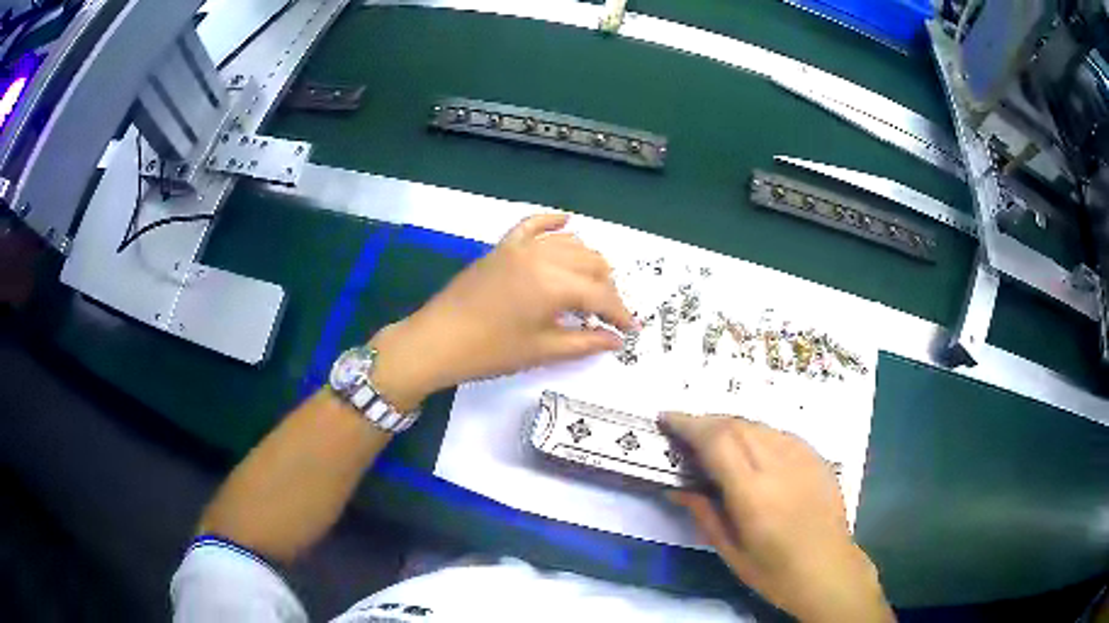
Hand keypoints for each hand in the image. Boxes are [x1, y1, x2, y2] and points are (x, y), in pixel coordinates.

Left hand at [370, 214, 633, 410]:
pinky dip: (552, 222)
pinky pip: (532, 225)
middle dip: (606, 289)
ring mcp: (520, 247)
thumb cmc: (490, 351)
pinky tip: (567, 221)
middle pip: (591, 264)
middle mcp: (543, 257)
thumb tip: (616, 340)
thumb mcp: (542, 350)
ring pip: (568, 244)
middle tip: (607, 315)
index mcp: (555, 284)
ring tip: (592, 285)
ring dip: (587, 261)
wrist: (437, 341)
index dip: (619, 313)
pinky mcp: (502, 247)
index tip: (630, 331)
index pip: (601, 295)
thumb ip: (584, 342)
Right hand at [663, 413, 893, 622]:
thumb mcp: (730, 550)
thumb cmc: (774, 571)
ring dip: (729, 425)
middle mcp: (779, 464)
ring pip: (758, 424)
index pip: (717, 441)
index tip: (666, 419)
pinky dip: (755, 433)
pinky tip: (749, 449)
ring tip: (712, 439)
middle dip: (705, 421)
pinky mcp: (816, 456)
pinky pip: (778, 433)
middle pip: (736, 425)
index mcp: (754, 492)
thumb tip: (675, 487)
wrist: (828, 569)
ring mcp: (802, 456)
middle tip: (684, 431)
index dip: (688, 424)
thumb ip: (703, 513)